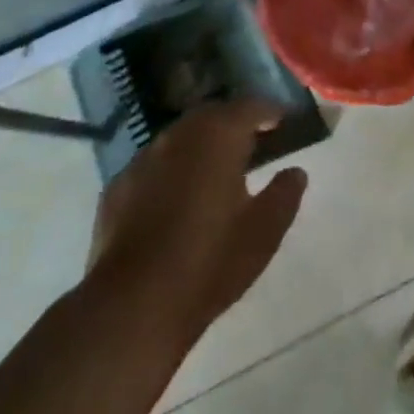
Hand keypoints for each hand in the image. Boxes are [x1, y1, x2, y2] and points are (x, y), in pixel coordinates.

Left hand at [86, 100, 307, 353]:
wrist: (132, 306)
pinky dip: (171, 173)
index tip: (284, 122)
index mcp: (219, 135)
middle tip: (252, 144)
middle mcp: (179, 134)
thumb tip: (295, 172)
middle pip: (213, 116)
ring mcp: (143, 159)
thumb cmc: (209, 262)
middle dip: (234, 124)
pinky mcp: (117, 187)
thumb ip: (284, 195)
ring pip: (180, 139)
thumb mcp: (264, 232)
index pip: (251, 106)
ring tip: (215, 171)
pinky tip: (175, 201)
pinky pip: (153, 167)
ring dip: (200, 147)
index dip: (270, 112)